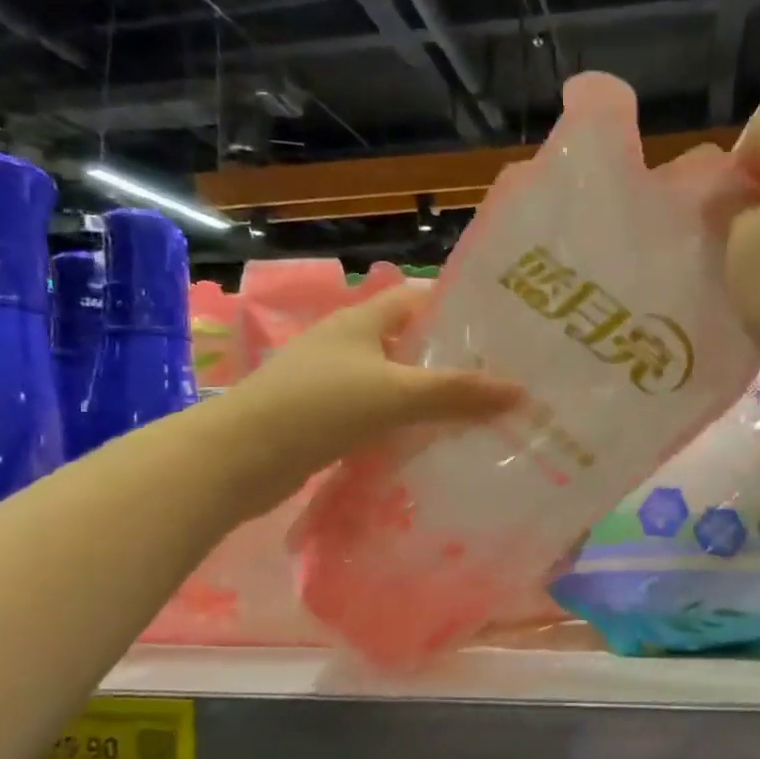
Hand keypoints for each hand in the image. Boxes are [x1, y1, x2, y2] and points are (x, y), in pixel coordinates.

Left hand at [217, 285, 521, 502]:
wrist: (238, 458)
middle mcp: (347, 345)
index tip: (501, 331)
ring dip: (430, 399)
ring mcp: (333, 384)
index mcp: (361, 321)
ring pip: (395, 384)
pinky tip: (433, 447)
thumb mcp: (395, 393)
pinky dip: (404, 428)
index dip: (458, 309)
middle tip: (502, 380)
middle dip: (452, 361)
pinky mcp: (325, 421)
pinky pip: (378, 417)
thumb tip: (520, 392)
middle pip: (410, 345)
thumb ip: (457, 392)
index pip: (418, 300)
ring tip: (480, 416)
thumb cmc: (318, 407)